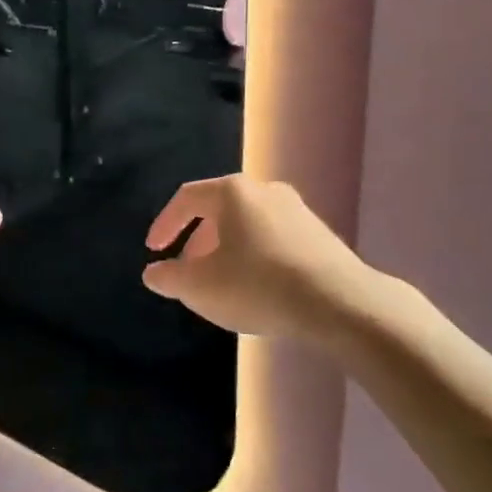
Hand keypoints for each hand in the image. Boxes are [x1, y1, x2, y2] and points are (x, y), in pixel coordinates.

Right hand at [141, 176, 375, 341]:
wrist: (337, 301)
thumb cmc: (258, 285)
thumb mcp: (202, 287)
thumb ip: (171, 277)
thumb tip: (153, 272)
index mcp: (232, 192)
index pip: (187, 198)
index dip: (165, 223)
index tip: (154, 251)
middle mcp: (264, 189)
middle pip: (219, 209)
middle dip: (198, 241)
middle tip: (188, 271)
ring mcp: (296, 209)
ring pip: (248, 224)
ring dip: (227, 249)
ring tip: (221, 283)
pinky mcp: (318, 233)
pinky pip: (273, 237)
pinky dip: (255, 255)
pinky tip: (258, 287)